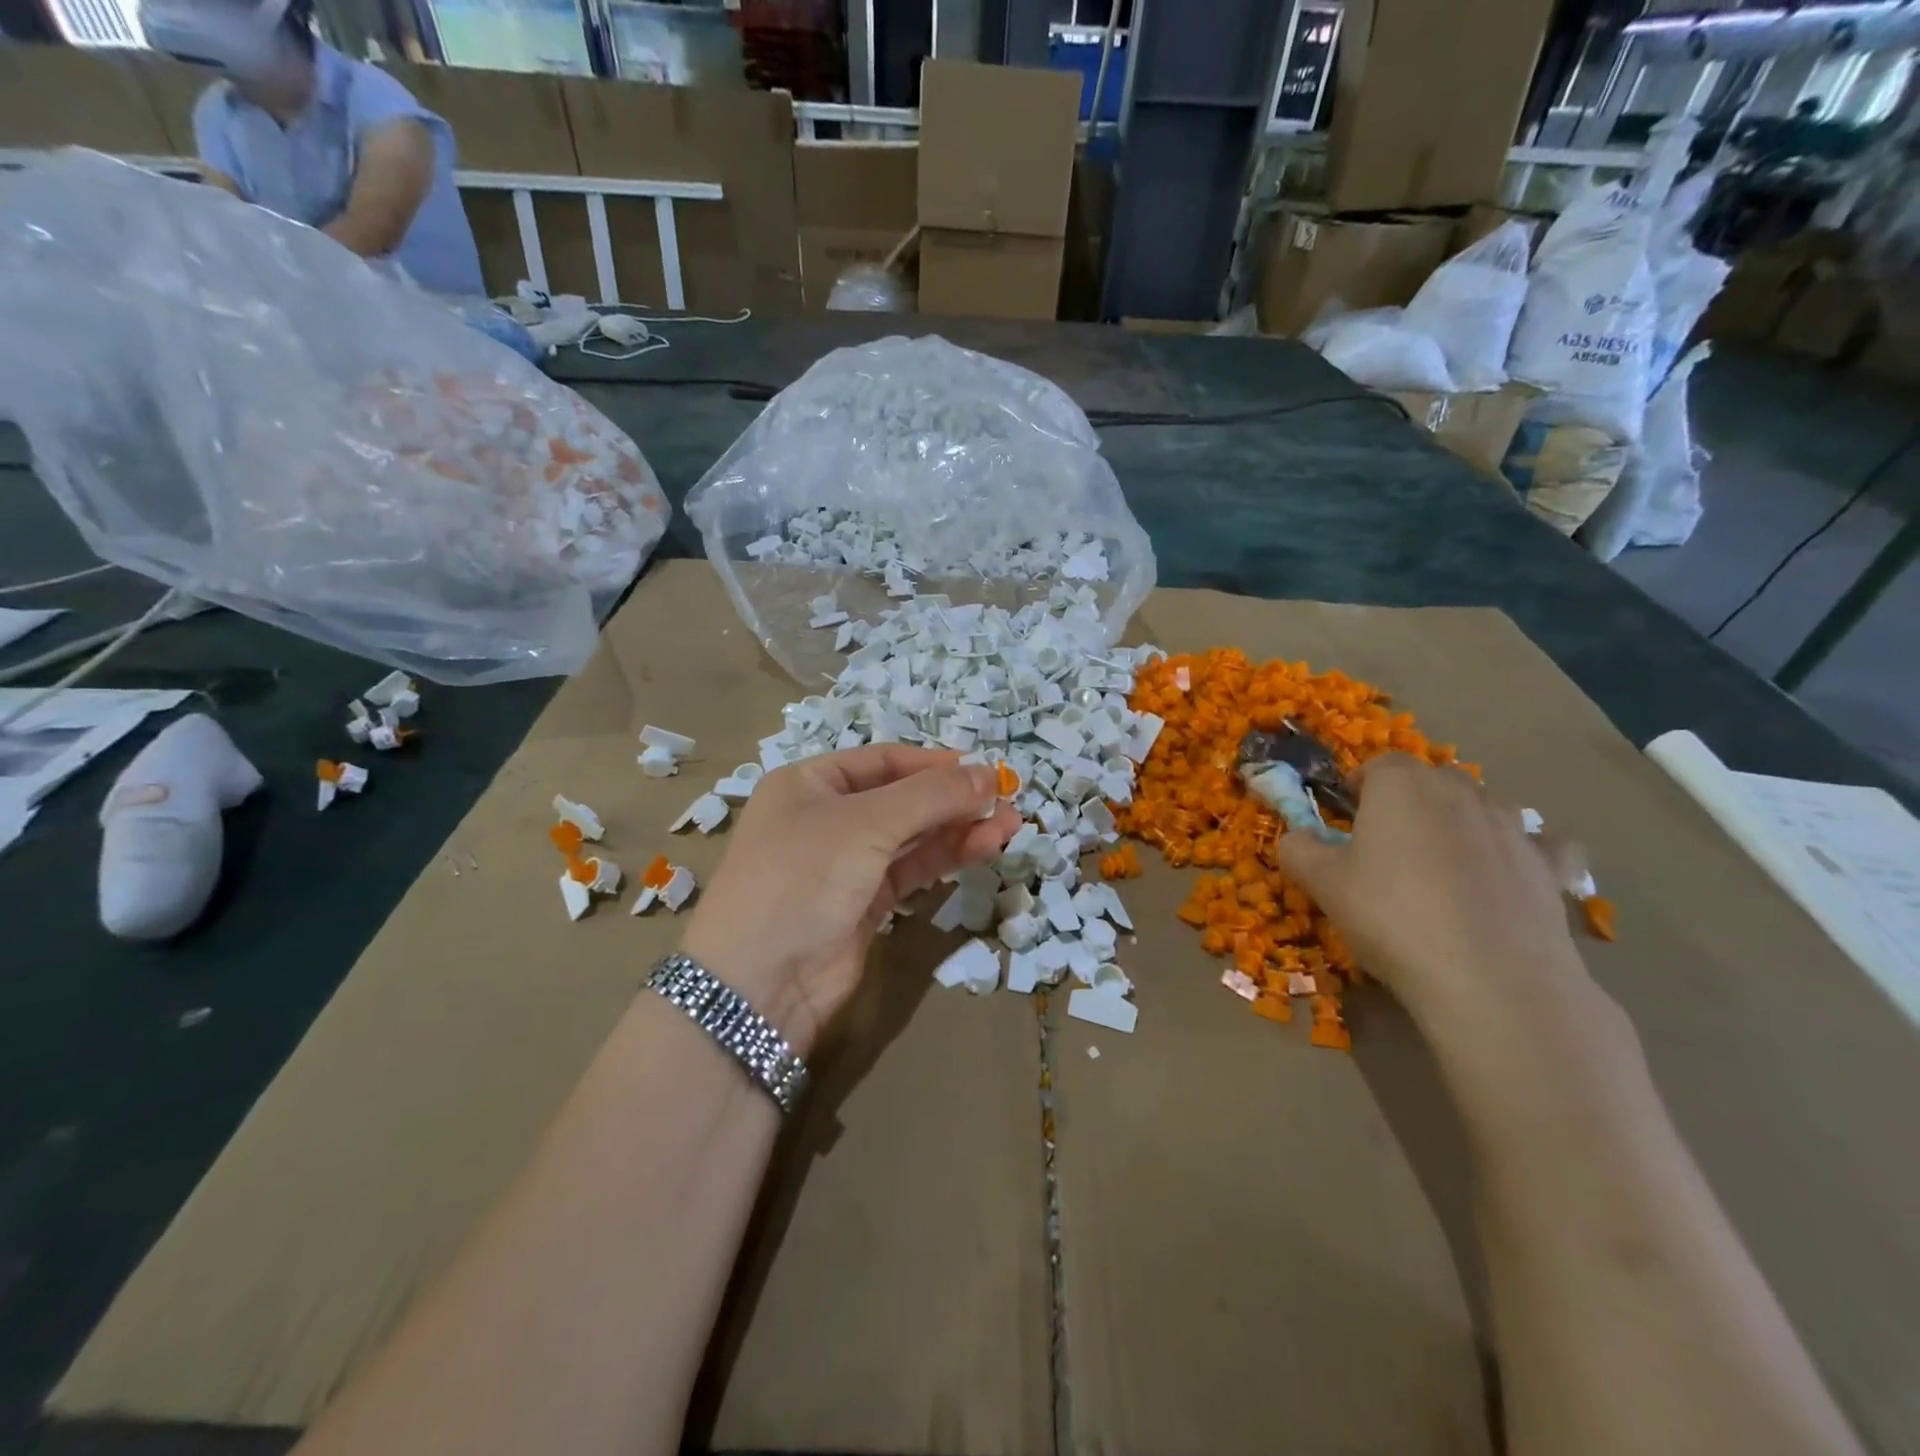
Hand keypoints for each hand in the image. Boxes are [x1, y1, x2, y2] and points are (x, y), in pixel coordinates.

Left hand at [680, 746, 1019, 1056]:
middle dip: (953, 799)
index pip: (882, 760)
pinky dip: (945, 859)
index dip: (933, 764)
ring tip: (1009, 825)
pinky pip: (911, 870)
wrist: (758, 982)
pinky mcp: (863, 904)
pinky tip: (983, 848)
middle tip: (1006, 801)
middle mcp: (826, 818)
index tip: (983, 770)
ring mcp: (845, 863)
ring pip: (911, 836)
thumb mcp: (866, 823)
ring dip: (958, 829)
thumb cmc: (803, 876)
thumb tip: (989, 774)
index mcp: (809, 783)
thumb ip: (931, 796)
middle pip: (901, 798)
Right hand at [1276, 754, 1600, 1037]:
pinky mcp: (1550, 867)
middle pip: (1431, 780)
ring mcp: (1513, 826)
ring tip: (1443, 863)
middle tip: (1388, 843)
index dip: (1359, 785)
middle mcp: (1460, 791)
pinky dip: (1523, 853)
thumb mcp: (1322, 884)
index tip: (1346, 815)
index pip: (1378, 765)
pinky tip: (1510, 877)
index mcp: (1401, 786)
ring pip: (1483, 806)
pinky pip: (1539, 846)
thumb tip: (1299, 836)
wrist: (1490, 979)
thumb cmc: (1391, 917)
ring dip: (1462, 821)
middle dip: (1410, 800)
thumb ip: (1300, 849)